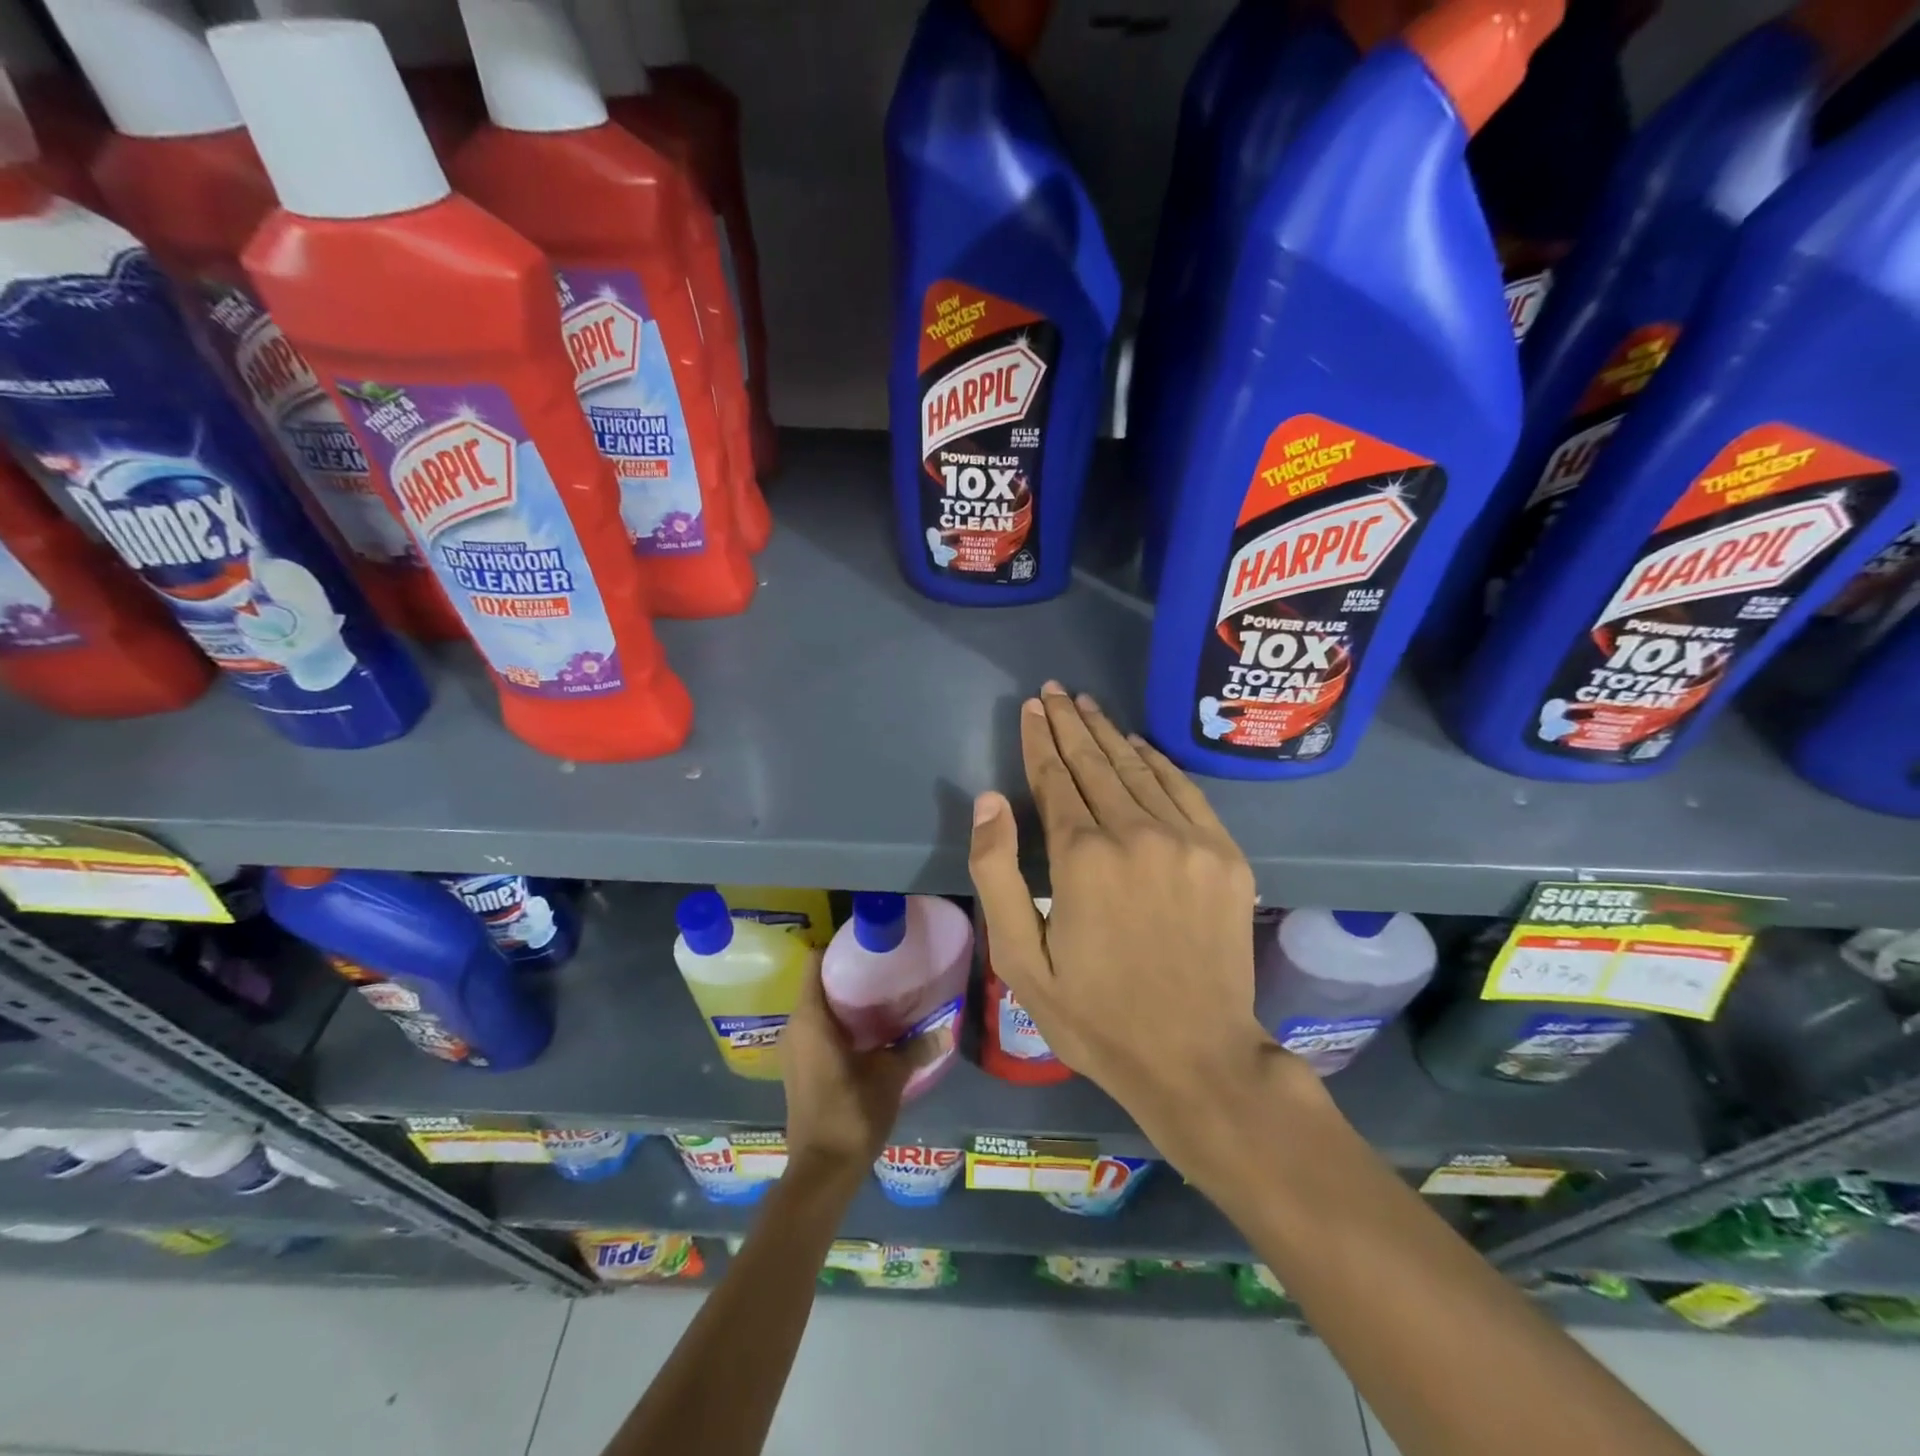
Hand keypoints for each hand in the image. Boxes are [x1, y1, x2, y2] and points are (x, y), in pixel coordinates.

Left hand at [780, 957, 913, 1180]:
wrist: (822, 1171)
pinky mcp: (800, 1068)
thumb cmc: (851, 1112)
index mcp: (810, 1018)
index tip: (867, 944)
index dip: (839, 948)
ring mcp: (794, 1049)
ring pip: (818, 1009)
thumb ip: (916, 1048)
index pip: (815, 962)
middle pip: (818, 984)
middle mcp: (795, 1027)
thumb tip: (946, 1029)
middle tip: (884, 969)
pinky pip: (817, 1030)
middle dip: (848, 975)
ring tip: (882, 995)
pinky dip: (839, 1023)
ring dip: (845, 1002)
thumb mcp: (890, 1076)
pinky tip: (869, 1030)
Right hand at [968, 683, 1322, 1172]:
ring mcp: (1188, 841)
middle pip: (1096, 763)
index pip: (1055, 779)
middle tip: (1055, 690)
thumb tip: (989, 800)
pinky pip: (1185, 790)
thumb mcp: (1021, 959)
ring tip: (1087, 705)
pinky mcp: (1224, 855)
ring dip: (1108, 733)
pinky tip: (1139, 744)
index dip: (1039, 740)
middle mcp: (1136, 833)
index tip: (1031, 707)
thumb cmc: (1096, 1016)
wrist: (1197, 1057)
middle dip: (1070, 723)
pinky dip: (1158, 762)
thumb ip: (998, 873)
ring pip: (1138, 769)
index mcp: (1083, 858)